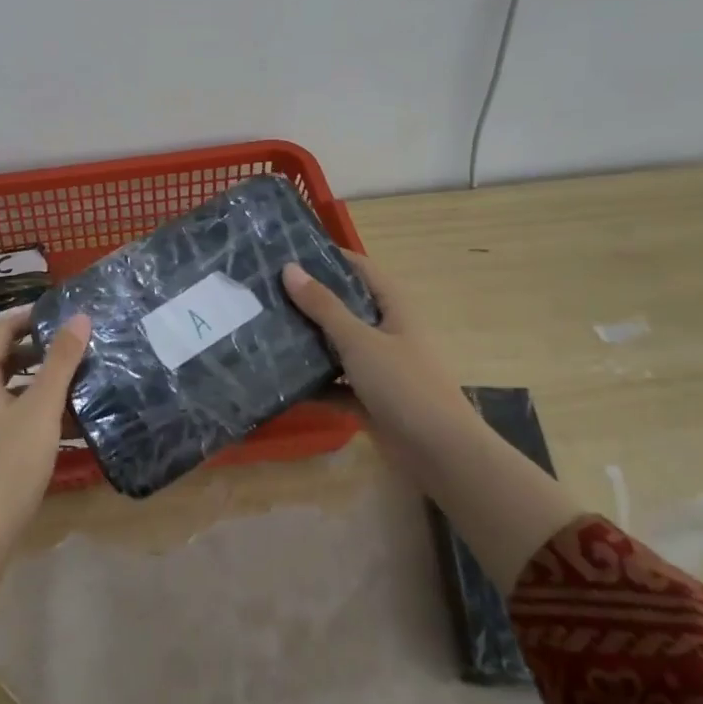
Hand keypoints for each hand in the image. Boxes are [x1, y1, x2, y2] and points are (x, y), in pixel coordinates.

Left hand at [0, 307, 90, 550]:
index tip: (67, 315)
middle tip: (77, 343)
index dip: (34, 317)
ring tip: (76, 375)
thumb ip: (61, 361)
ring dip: (39, 378)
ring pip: (8, 384)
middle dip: (40, 348)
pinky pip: (7, 408)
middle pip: (4, 355)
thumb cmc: (11, 461)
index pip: (3, 329)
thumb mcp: (42, 408)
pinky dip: (32, 404)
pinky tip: (64, 416)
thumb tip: (80, 317)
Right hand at [284, 252, 581, 589]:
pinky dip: (313, 383)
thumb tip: (289, 268)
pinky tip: (279, 379)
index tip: (288, 250)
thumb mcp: (359, 341)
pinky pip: (334, 384)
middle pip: (344, 307)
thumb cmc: (404, 385)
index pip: (360, 269)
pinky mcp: (369, 398)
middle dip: (309, 300)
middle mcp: (387, 332)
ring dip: (308, 342)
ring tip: (263, 329)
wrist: (439, 453)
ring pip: (337, 347)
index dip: (329, 256)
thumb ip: (323, 306)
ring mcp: (379, 367)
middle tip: (265, 291)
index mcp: (394, 308)